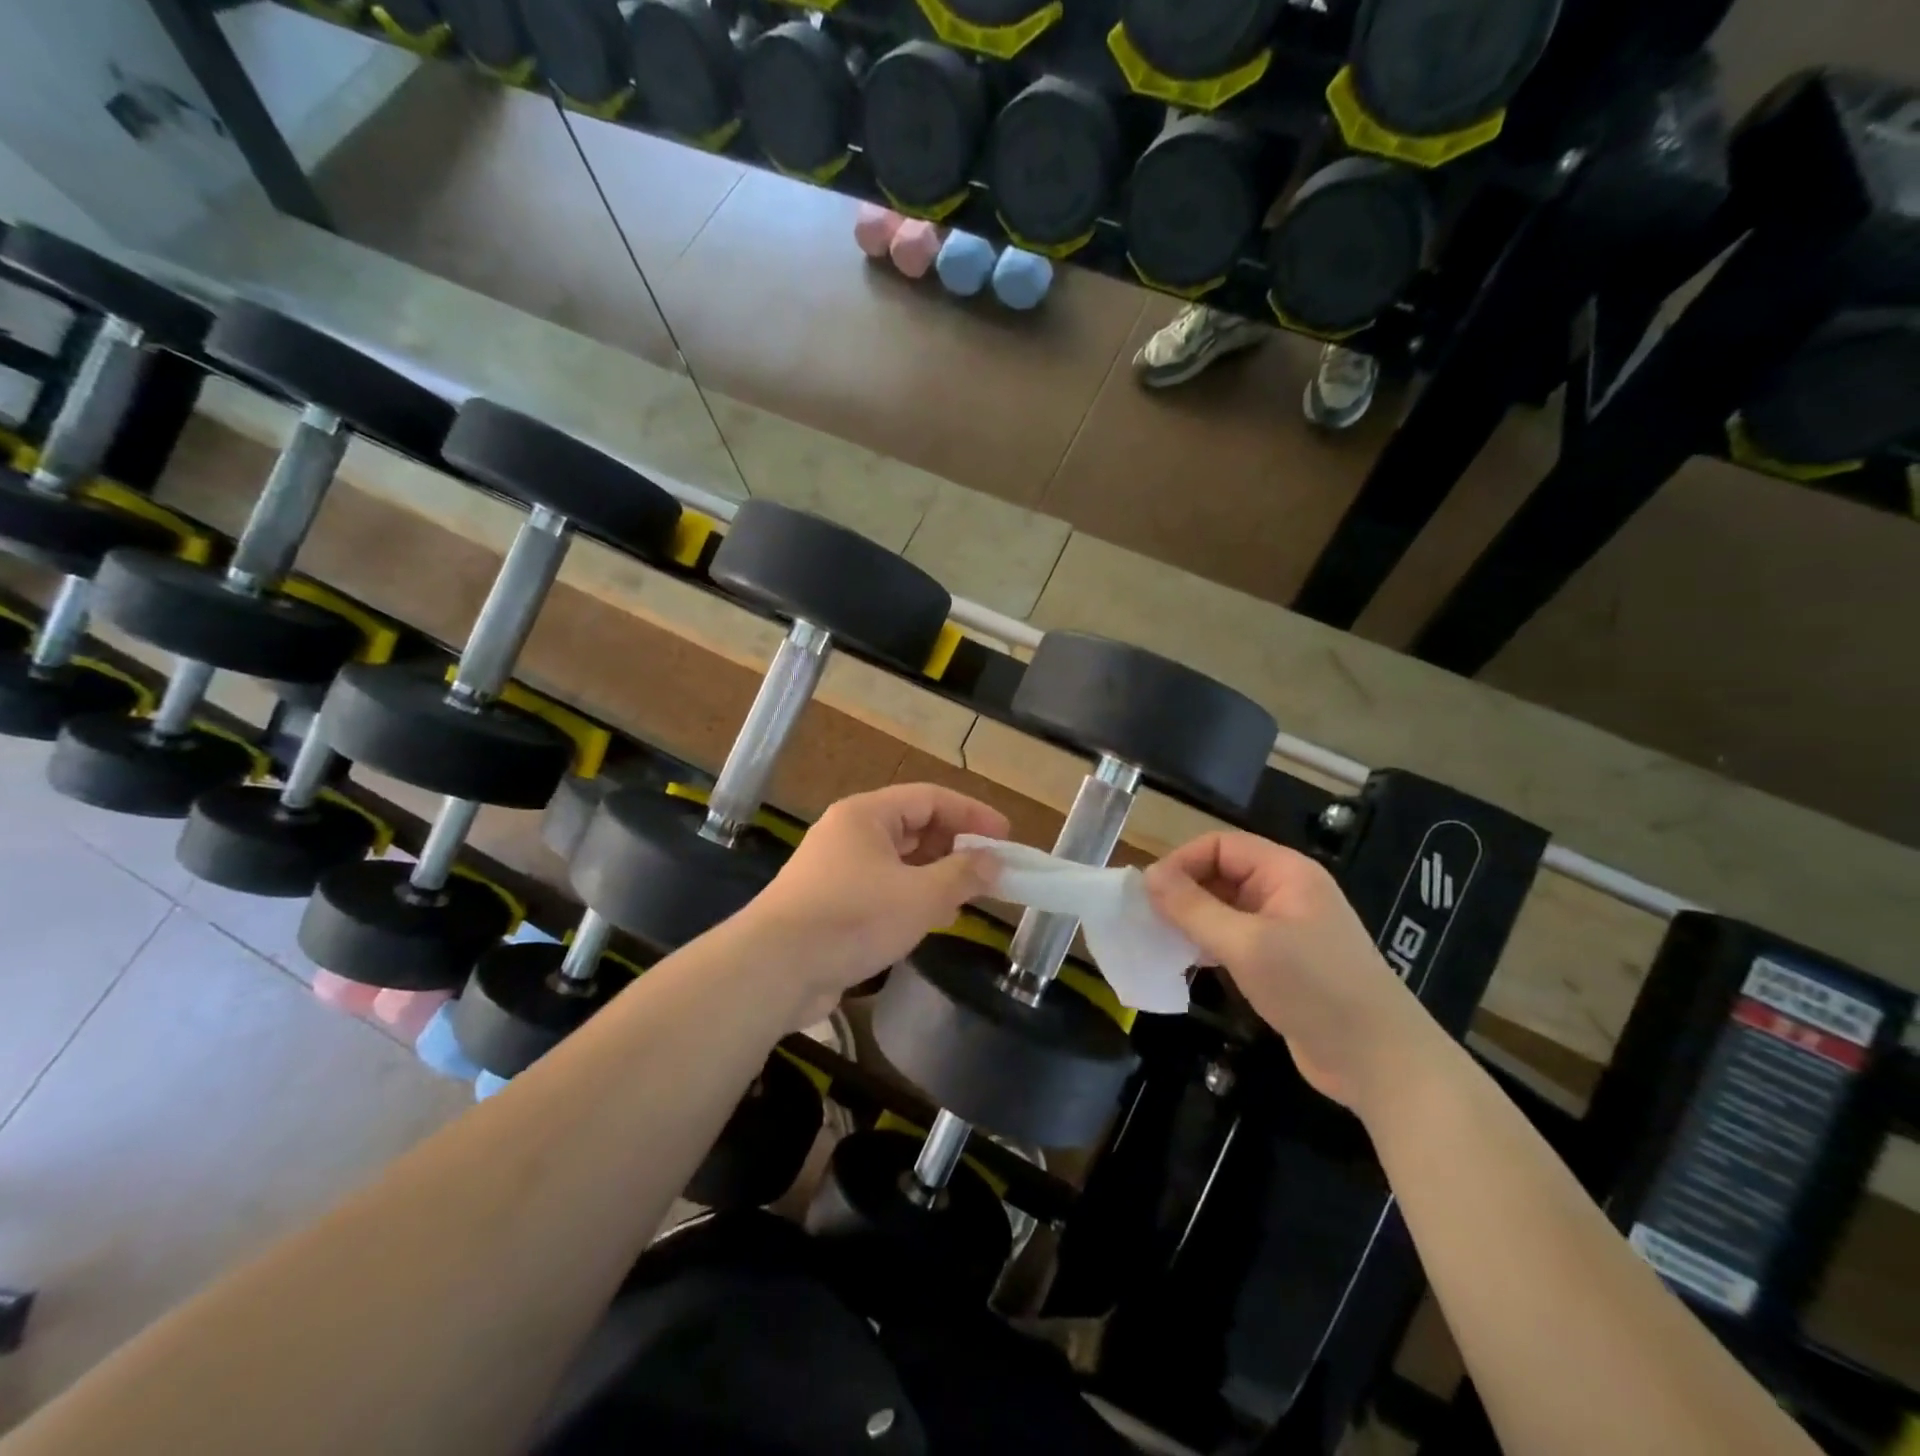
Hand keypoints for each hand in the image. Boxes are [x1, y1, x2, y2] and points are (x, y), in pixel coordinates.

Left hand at [741, 783, 1009, 1022]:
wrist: (775, 969)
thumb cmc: (853, 918)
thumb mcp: (920, 896)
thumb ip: (963, 875)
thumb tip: (994, 862)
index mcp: (866, 815)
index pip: (929, 799)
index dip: (971, 814)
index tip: (1005, 836)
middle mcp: (849, 834)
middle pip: (914, 828)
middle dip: (954, 847)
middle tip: (990, 869)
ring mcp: (836, 869)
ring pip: (899, 861)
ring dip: (935, 875)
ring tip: (967, 896)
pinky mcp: (831, 904)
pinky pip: (882, 889)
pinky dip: (911, 898)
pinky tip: (931, 920)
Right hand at [1144, 831, 1439, 1117]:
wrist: (1379, 1062)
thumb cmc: (1313, 988)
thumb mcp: (1246, 944)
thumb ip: (1193, 908)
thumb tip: (1147, 876)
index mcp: (1286, 872)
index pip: (1220, 845)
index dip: (1181, 861)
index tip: (1147, 892)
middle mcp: (1285, 892)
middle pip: (1221, 874)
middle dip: (1183, 891)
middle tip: (1145, 918)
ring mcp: (1285, 929)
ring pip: (1224, 909)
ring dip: (1191, 920)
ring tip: (1157, 939)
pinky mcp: (1282, 963)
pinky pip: (1234, 939)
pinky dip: (1207, 945)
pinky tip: (1184, 962)